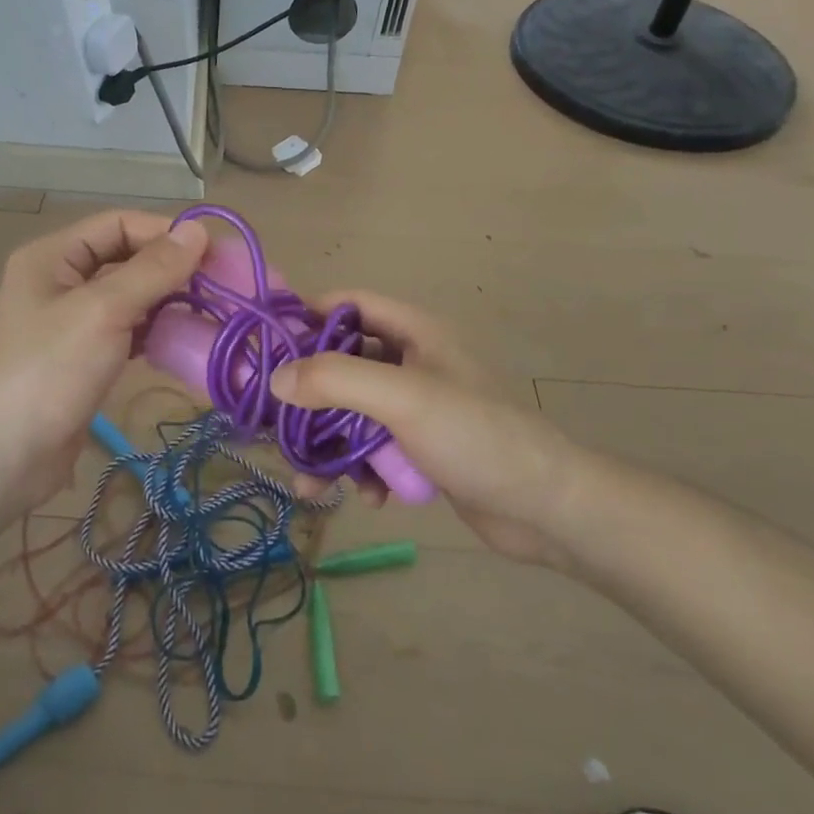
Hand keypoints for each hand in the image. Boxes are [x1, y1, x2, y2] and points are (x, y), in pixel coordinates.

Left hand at [0, 210, 209, 517]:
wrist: (4, 456)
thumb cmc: (49, 370)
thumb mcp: (103, 311)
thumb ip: (152, 270)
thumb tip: (198, 231)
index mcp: (53, 256)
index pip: (118, 224)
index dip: (165, 232)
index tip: (214, 253)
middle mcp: (59, 281)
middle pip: (126, 259)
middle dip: (172, 269)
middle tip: (223, 285)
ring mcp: (70, 322)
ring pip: (130, 298)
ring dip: (168, 302)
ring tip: (213, 313)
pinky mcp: (82, 358)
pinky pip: (126, 332)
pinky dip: (155, 332)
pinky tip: (184, 341)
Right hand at [268, 293, 604, 568]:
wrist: (547, 508)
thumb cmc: (475, 435)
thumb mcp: (402, 398)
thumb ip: (335, 381)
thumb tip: (276, 379)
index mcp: (412, 331)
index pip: (346, 304)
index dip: (306, 319)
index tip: (266, 349)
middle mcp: (410, 361)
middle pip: (340, 364)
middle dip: (309, 399)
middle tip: (279, 429)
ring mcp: (415, 406)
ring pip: (351, 412)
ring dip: (331, 445)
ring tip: (313, 484)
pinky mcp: (420, 446)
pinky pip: (373, 447)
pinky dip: (362, 469)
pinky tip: (369, 497)